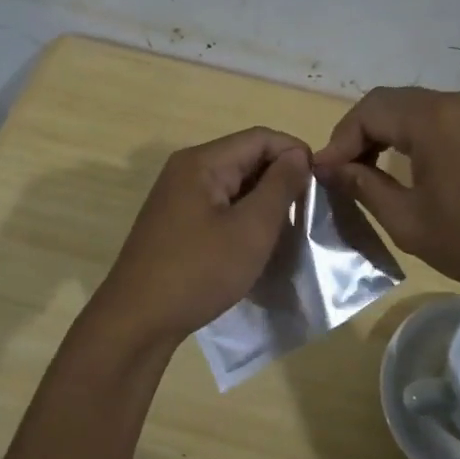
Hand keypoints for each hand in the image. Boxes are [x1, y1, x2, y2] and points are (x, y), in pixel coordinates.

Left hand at [92, 127, 311, 347]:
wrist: (138, 321)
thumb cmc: (199, 272)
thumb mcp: (251, 229)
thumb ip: (279, 186)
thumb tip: (298, 155)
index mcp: (202, 162)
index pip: (260, 137)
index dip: (295, 154)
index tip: (321, 185)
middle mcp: (186, 170)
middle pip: (245, 157)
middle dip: (280, 178)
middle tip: (307, 212)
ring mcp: (177, 197)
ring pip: (233, 184)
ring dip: (262, 201)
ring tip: (287, 229)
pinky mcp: (175, 222)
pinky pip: (218, 206)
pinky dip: (242, 217)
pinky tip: (256, 243)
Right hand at [313, 87, 459, 302]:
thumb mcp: (410, 221)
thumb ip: (365, 188)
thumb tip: (332, 169)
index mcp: (432, 119)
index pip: (368, 111)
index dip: (339, 140)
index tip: (324, 174)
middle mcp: (456, 103)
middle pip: (392, 104)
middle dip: (360, 134)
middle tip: (342, 171)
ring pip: (417, 111)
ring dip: (388, 135)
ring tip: (369, 172)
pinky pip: (443, 121)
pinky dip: (416, 138)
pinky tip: (410, 170)